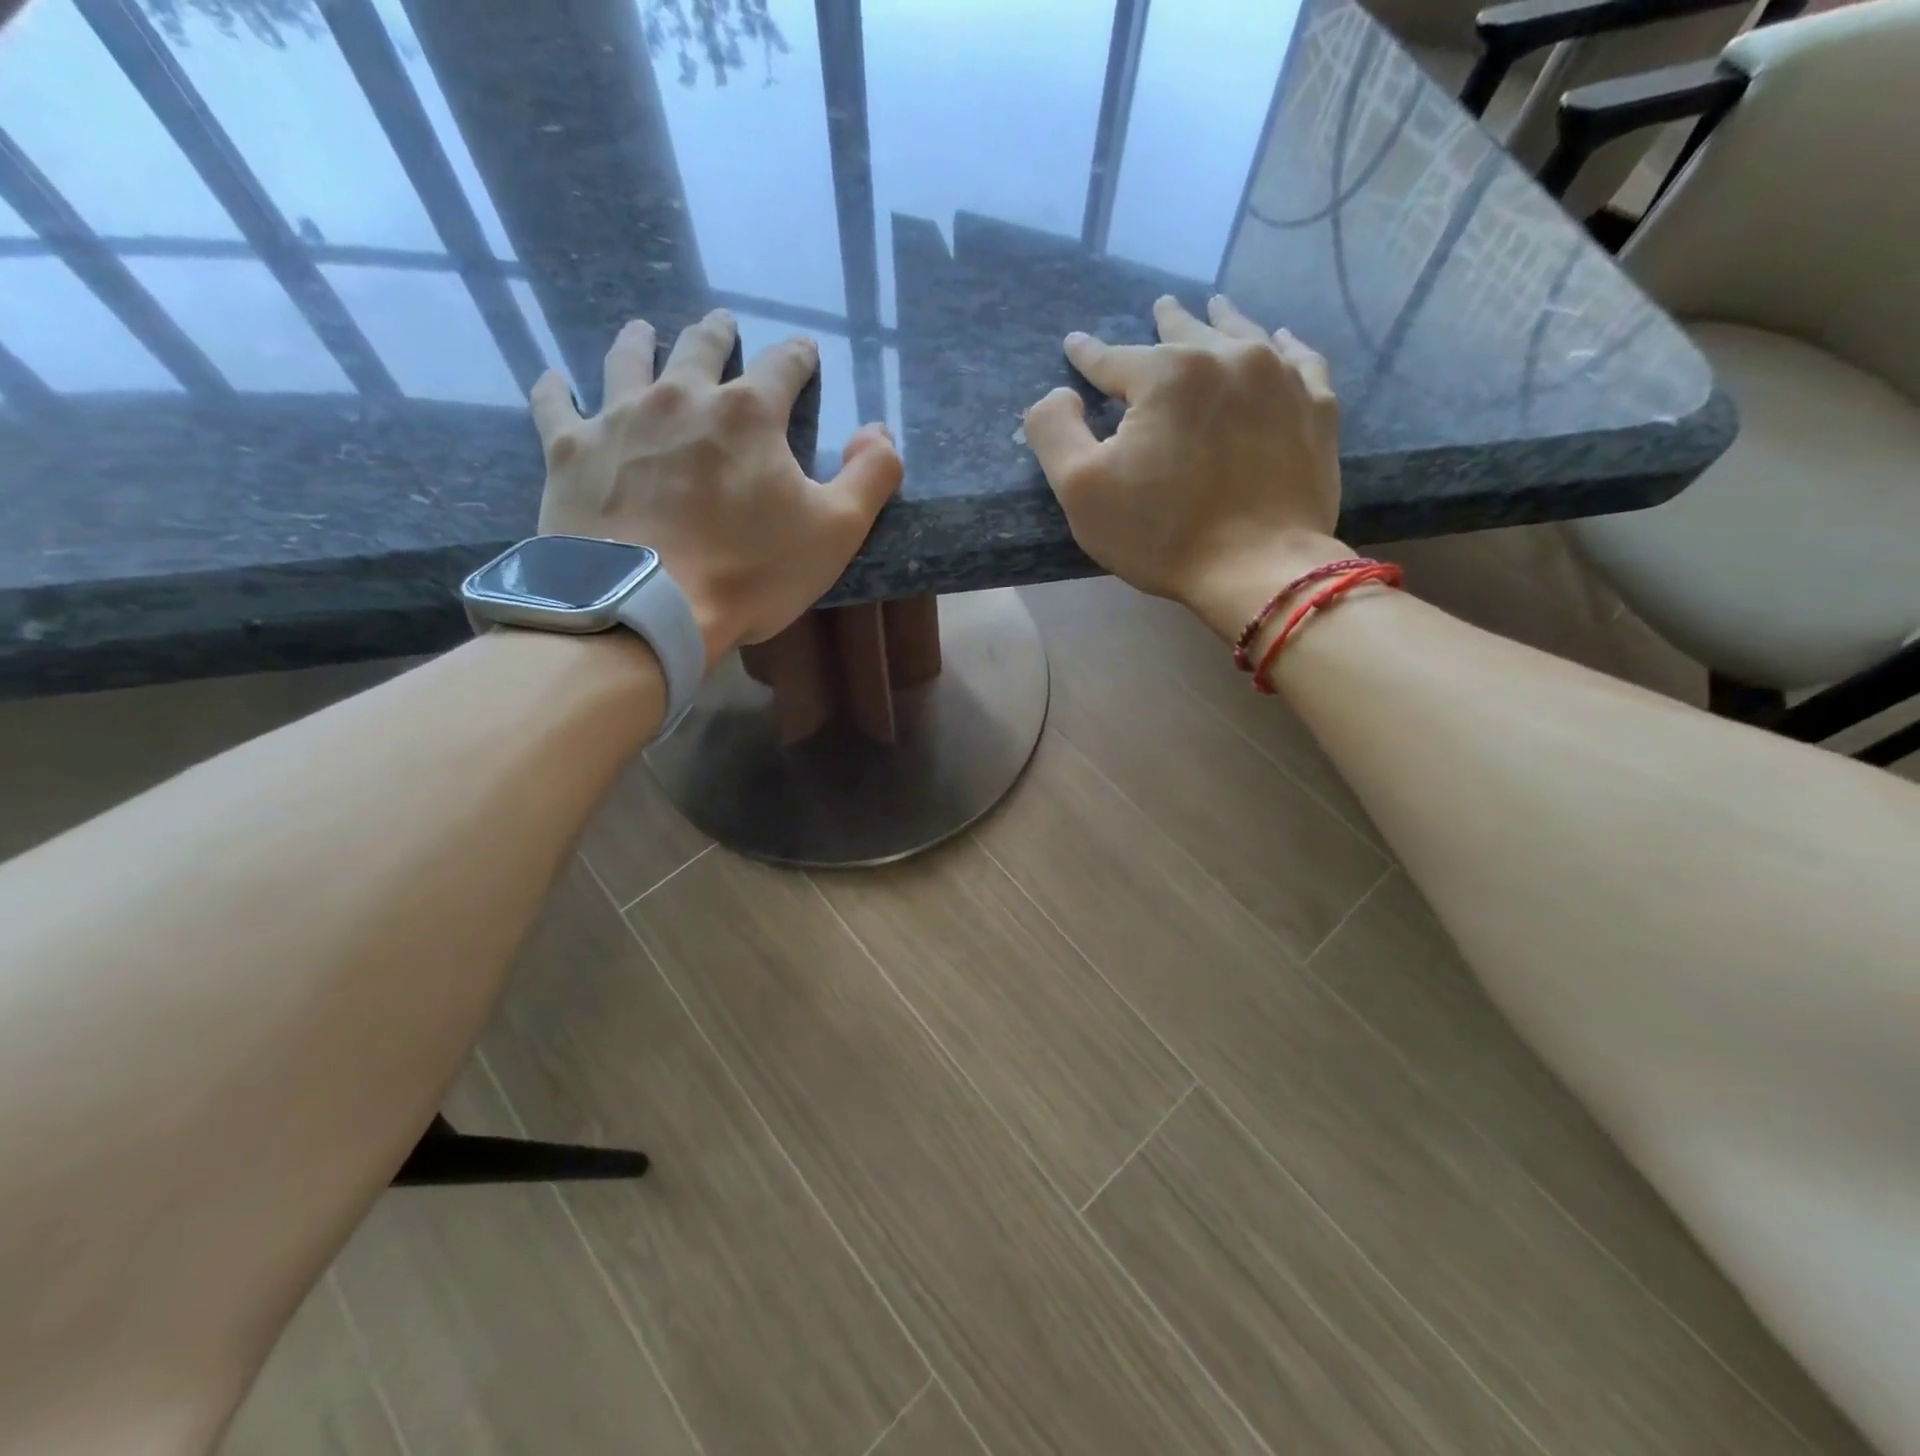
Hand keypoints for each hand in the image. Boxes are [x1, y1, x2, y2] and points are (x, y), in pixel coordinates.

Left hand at [531, 310, 902, 667]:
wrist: (648, 608)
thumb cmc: (750, 572)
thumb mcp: (836, 531)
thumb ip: (871, 476)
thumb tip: (879, 431)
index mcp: (749, 413)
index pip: (783, 366)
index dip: (798, 357)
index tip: (803, 351)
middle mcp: (682, 396)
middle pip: (701, 347)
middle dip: (717, 334)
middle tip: (721, 325)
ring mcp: (619, 418)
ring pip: (628, 359)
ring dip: (640, 341)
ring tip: (643, 330)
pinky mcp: (571, 451)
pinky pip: (556, 405)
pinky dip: (557, 389)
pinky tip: (556, 380)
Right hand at [1022, 294, 1347, 641]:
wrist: (1257, 570)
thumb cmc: (1161, 533)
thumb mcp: (1081, 489)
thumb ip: (1054, 430)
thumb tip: (1058, 394)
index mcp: (1166, 374)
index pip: (1113, 358)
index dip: (1088, 355)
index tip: (1075, 345)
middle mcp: (1227, 358)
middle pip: (1186, 332)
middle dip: (1167, 320)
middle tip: (1160, 305)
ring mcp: (1280, 380)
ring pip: (1245, 335)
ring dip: (1224, 320)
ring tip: (1215, 305)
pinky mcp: (1316, 409)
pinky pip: (1302, 361)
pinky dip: (1286, 347)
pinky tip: (1282, 340)